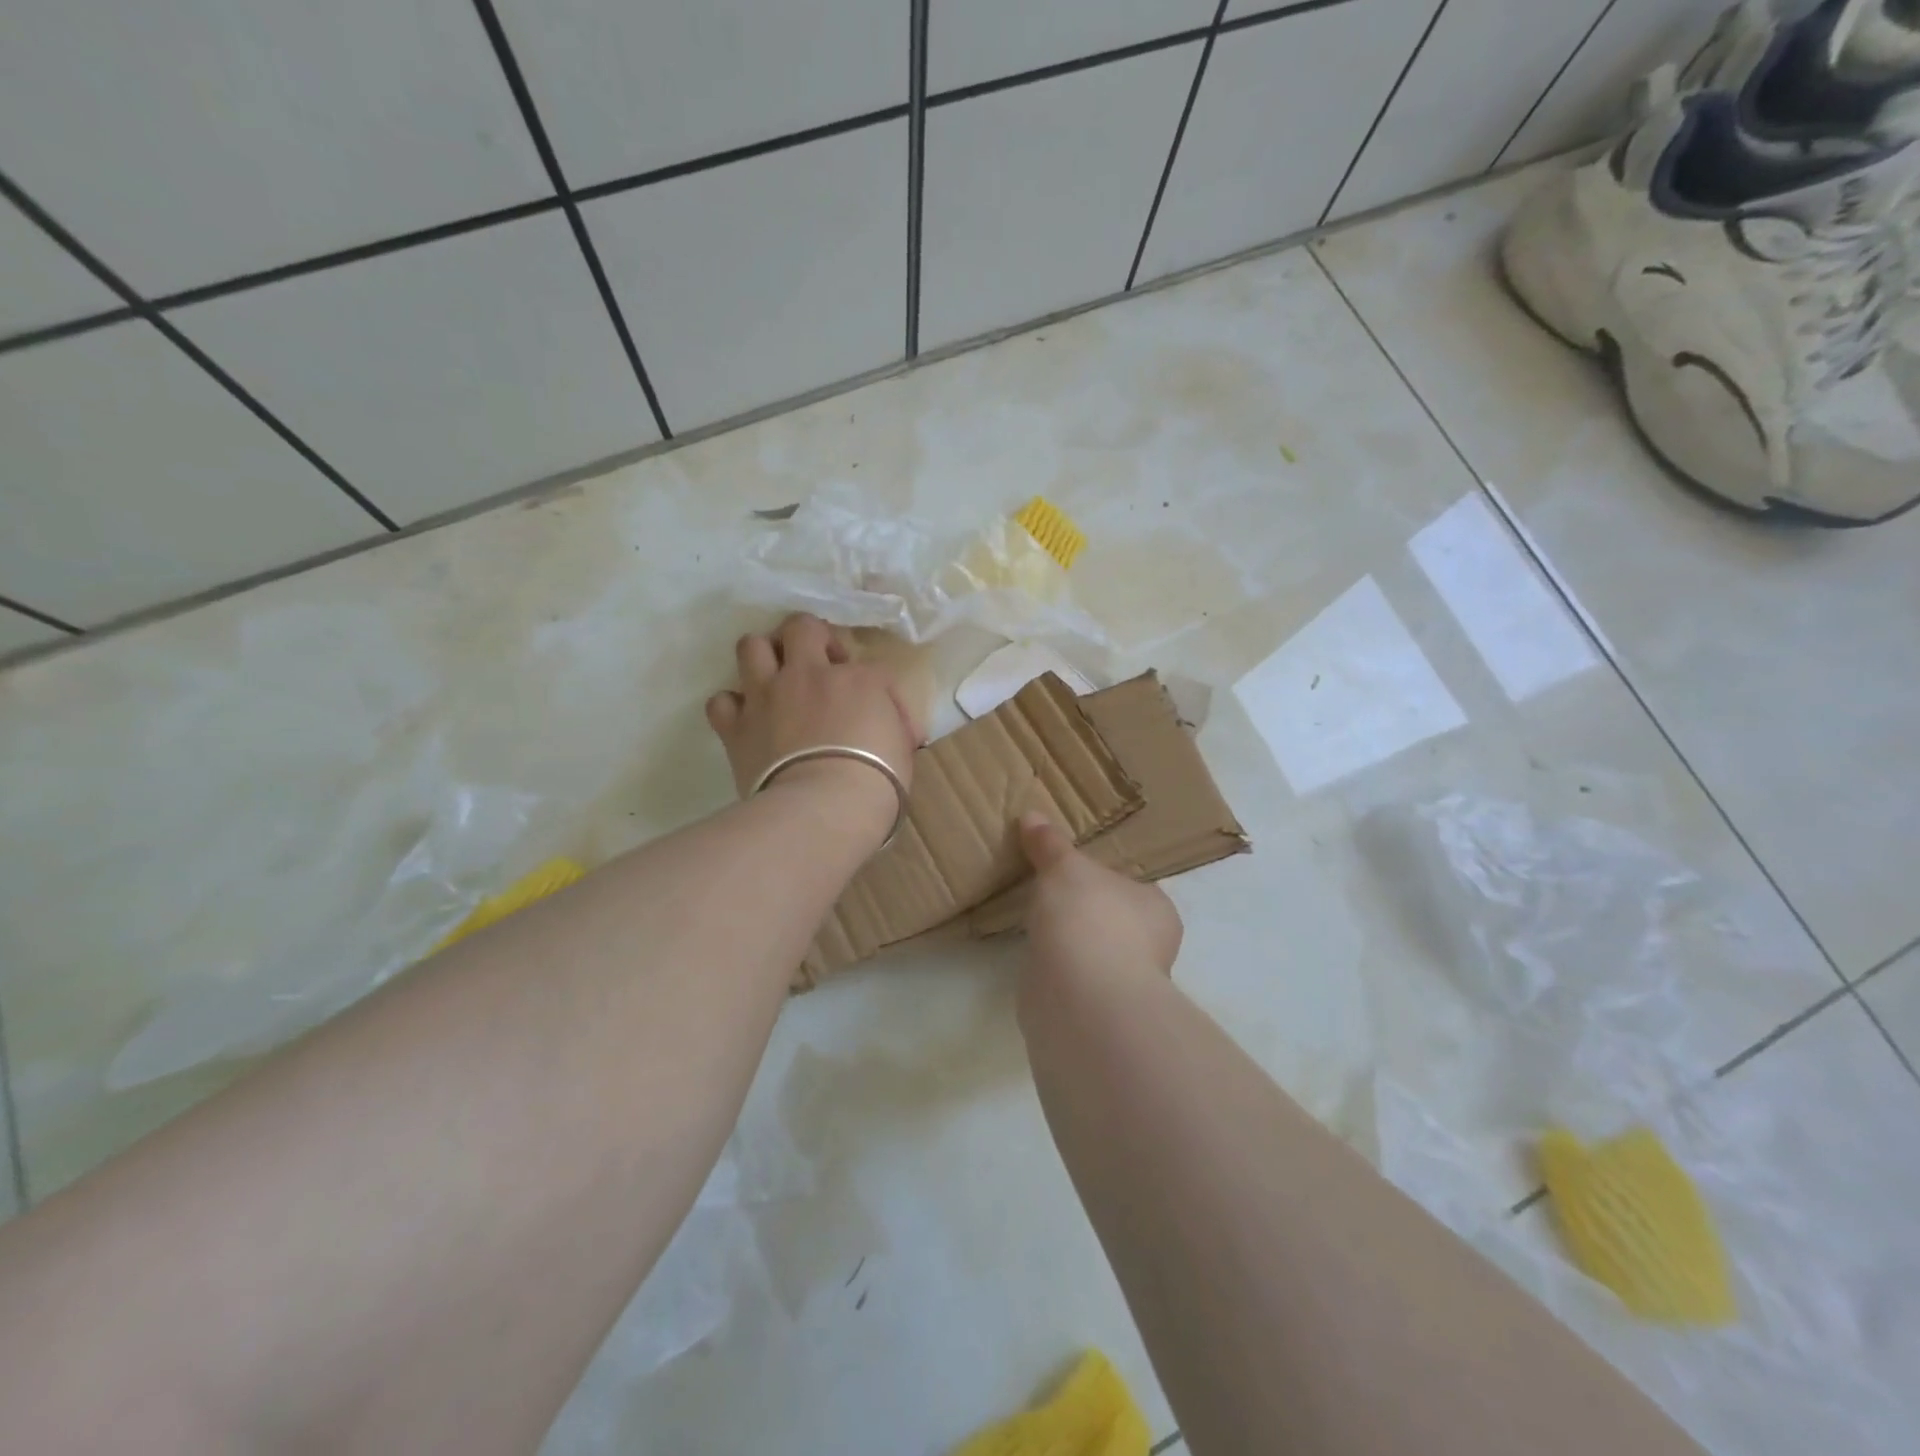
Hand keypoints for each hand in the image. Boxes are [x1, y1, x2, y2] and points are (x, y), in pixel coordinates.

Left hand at [705, 614, 921, 840]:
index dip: (878, 690)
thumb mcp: (903, 749)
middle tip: (819, 664)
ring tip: (774, 678)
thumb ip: (892, 727)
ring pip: (751, 645)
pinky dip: (733, 707)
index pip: (871, 667)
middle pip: (802, 626)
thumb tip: (892, 730)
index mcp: (858, 679)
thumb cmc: (877, 782)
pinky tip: (747, 719)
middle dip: (810, 637)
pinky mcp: (737, 725)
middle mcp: (808, 674)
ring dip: (763, 657)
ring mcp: (767, 696)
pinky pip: (721, 701)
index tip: (881, 719)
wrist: (824, 808)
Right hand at [1017, 812, 1182, 981]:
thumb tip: (1032, 816)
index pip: (1134, 886)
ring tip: (1037, 921)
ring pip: (1093, 951)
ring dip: (1070, 942)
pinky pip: (1072, 977)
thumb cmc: (1089, 916)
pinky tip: (1036, 955)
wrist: (1078, 994)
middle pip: (1113, 919)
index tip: (1074, 869)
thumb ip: (1050, 844)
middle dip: (1086, 911)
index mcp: (1156, 908)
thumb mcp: (1065, 867)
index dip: (1105, 876)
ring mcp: (1122, 982)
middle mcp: (1149, 947)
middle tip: (1051, 891)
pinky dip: (1056, 968)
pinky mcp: (1093, 1009)